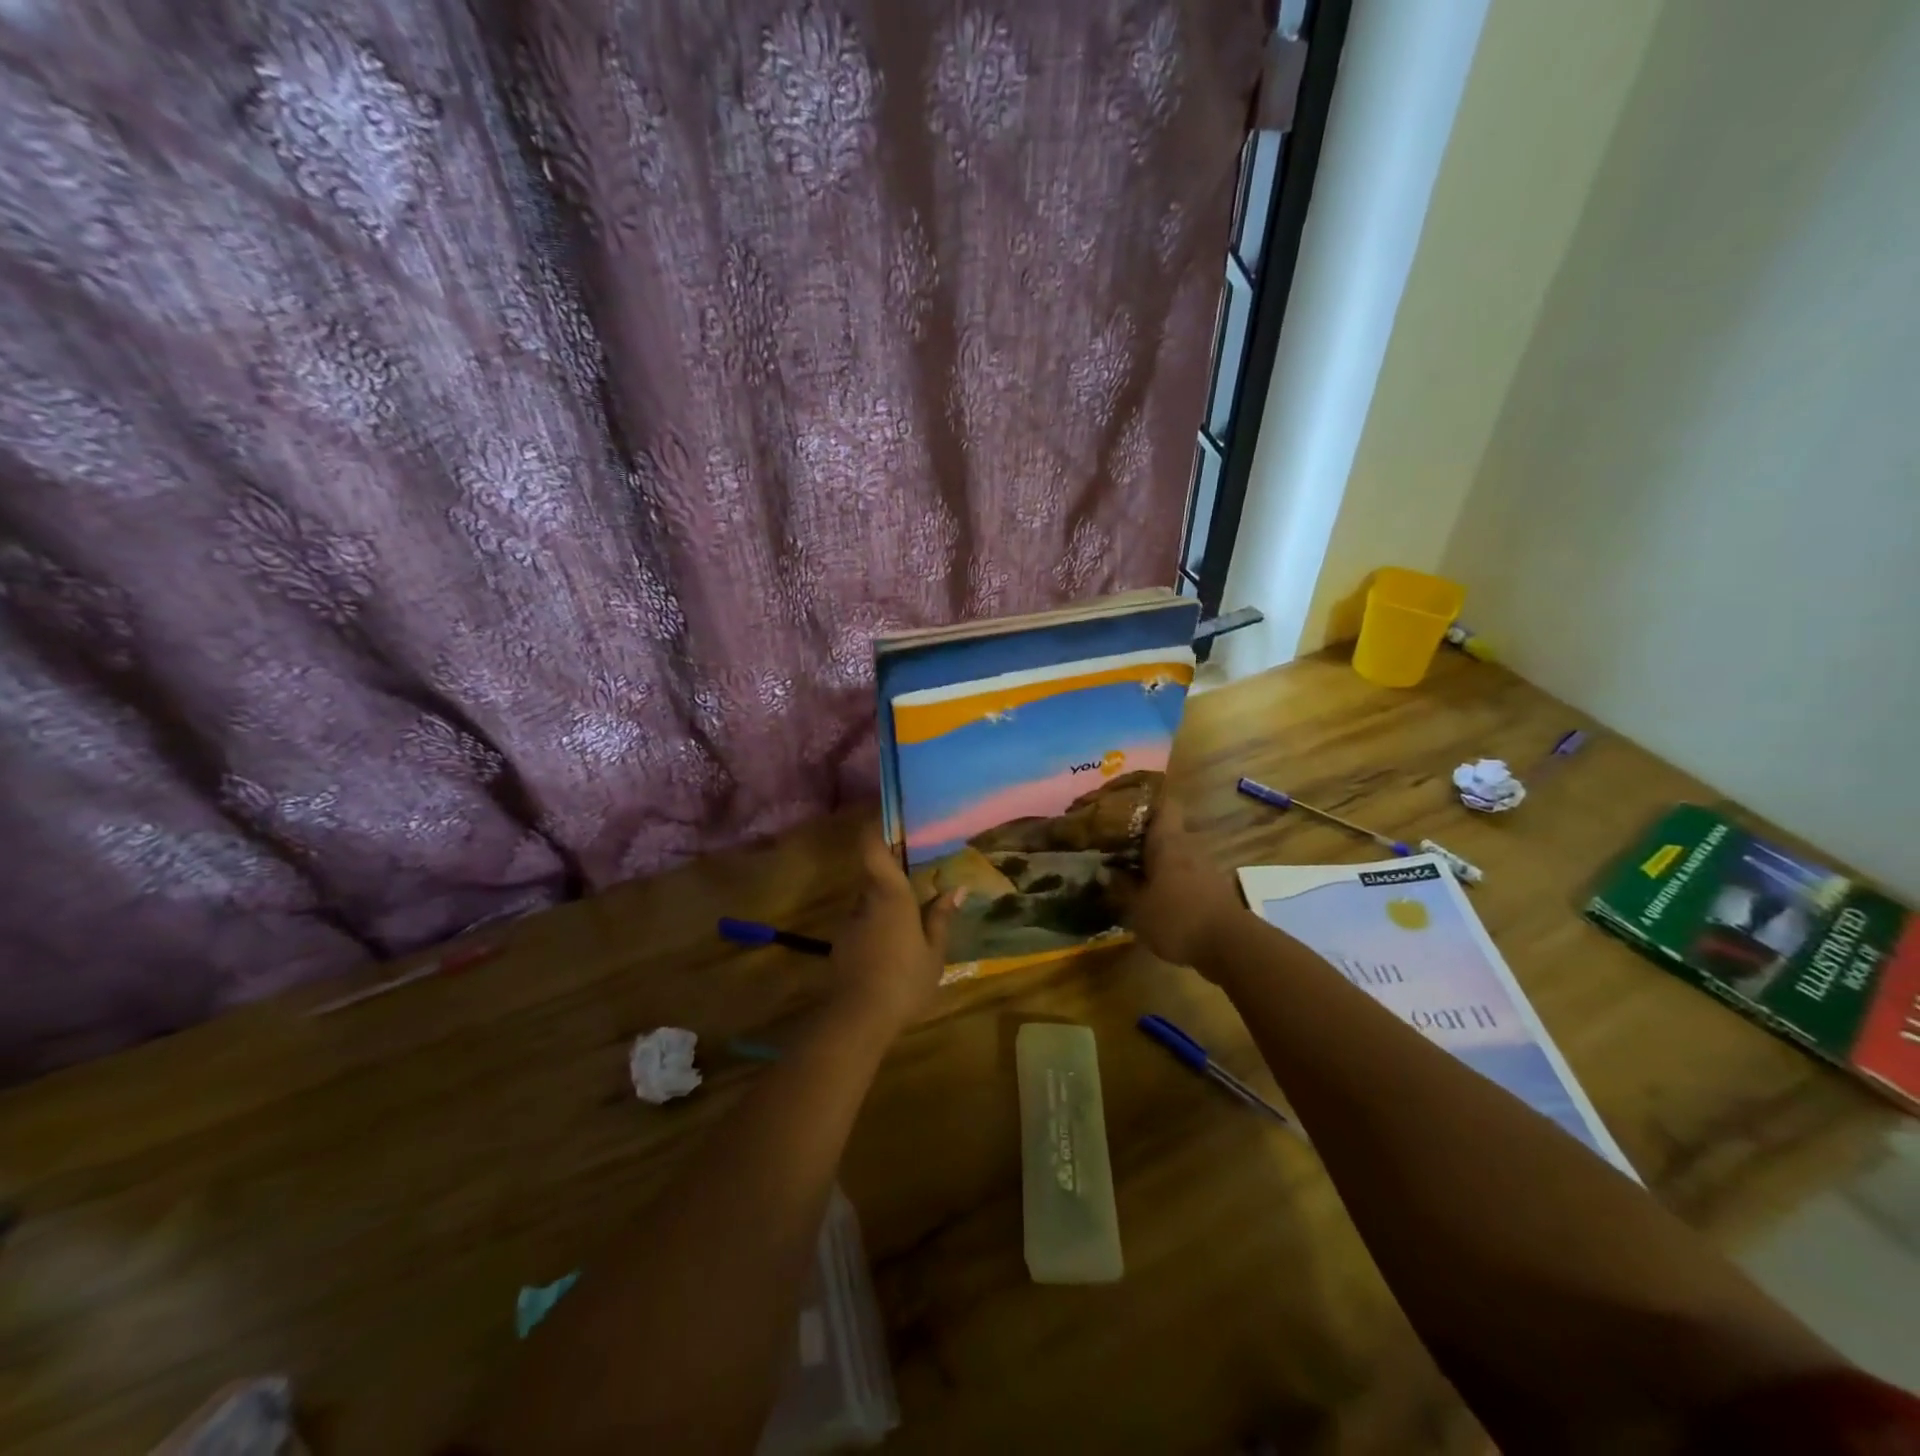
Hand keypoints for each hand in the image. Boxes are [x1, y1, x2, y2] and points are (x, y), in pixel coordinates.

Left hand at [827, 824, 963, 1036]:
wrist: (857, 1019)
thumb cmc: (904, 981)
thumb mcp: (934, 953)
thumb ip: (941, 918)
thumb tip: (956, 890)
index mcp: (890, 894)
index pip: (873, 848)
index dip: (875, 828)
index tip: (887, 817)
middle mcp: (865, 901)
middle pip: (875, 877)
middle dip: (893, 878)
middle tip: (918, 886)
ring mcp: (849, 924)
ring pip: (869, 903)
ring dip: (886, 908)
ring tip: (910, 926)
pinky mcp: (841, 946)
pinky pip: (863, 925)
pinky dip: (877, 929)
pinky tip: (893, 951)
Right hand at [1114, 799, 1246, 971]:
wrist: (1231, 946)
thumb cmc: (1177, 918)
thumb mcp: (1138, 907)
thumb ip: (1121, 887)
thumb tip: (1104, 870)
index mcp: (1167, 841)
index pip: (1162, 805)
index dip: (1143, 803)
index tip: (1121, 810)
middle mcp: (1188, 846)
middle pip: (1165, 830)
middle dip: (1141, 836)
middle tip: (1114, 845)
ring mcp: (1203, 867)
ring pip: (1174, 853)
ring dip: (1154, 860)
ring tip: (1128, 871)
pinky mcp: (1211, 887)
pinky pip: (1183, 872)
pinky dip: (1167, 878)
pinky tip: (1151, 893)